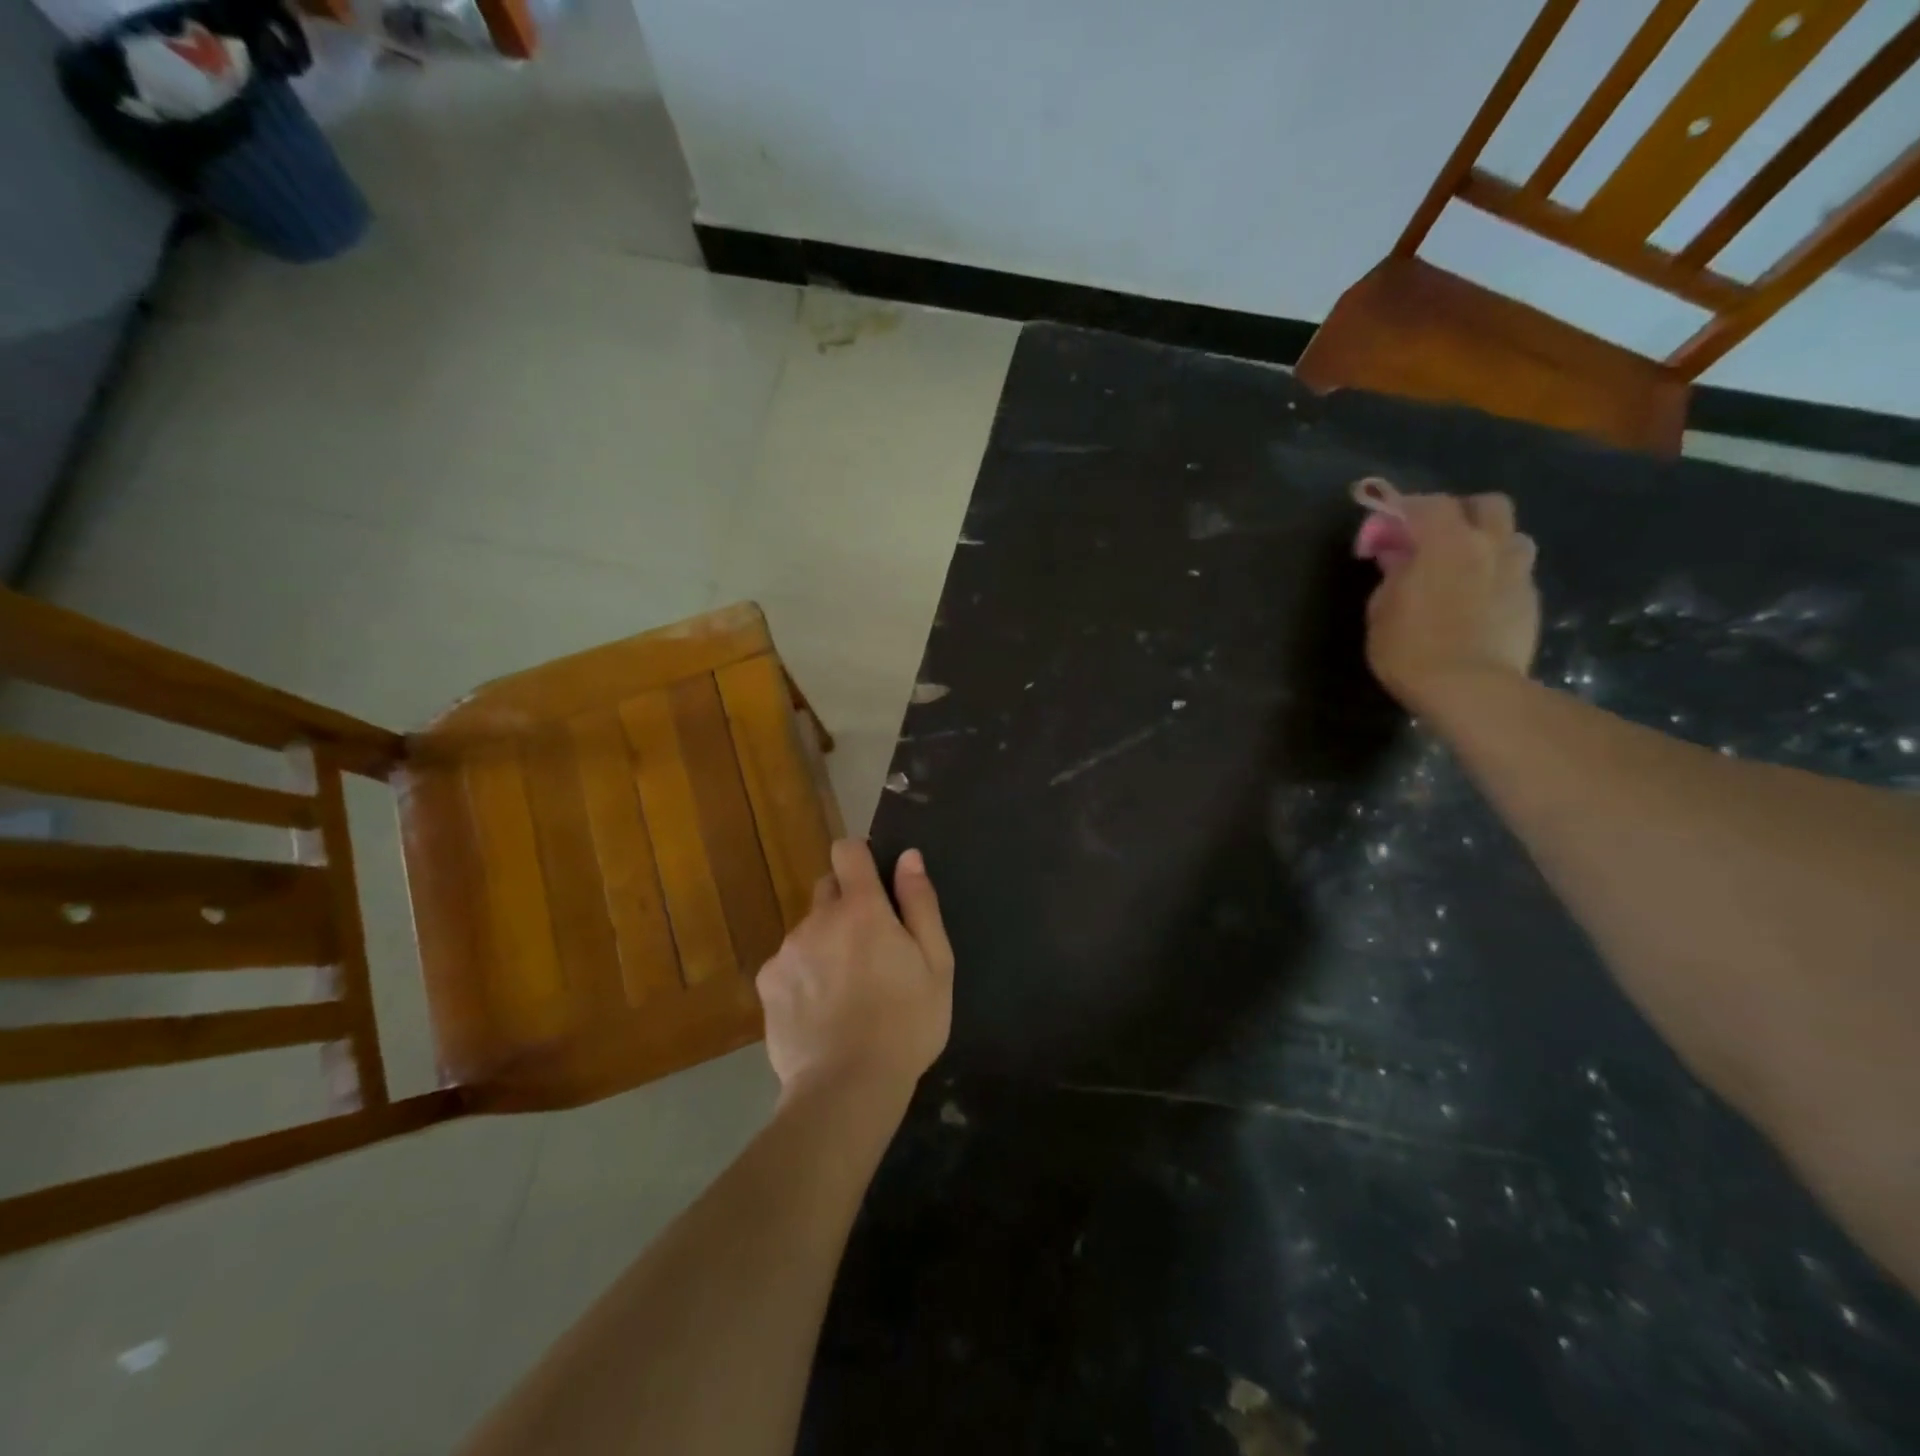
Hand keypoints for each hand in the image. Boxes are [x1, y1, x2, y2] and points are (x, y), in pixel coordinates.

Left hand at [756, 840, 953, 1106]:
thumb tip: (908, 857)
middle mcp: (818, 918)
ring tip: (846, 991)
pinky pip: (788, 963)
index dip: (860, 857)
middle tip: (869, 949)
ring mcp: (787, 950)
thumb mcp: (936, 963)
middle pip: (828, 889)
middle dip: (847, 905)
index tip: (875, 882)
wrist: (846, 1088)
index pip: (847, 851)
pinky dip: (803, 975)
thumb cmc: (906, 1024)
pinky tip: (820, 1011)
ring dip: (825, 943)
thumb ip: (920, 903)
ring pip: (809, 930)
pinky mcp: (767, 983)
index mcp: (862, 908)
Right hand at [1363, 492, 1539, 711]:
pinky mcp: (1531, 600)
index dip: (1403, 510)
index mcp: (1447, 542)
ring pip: (1510, 536)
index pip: (1427, 504)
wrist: (1469, 689)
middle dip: (1460, 513)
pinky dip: (1496, 575)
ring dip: (1487, 543)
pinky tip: (1478, 600)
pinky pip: (1516, 572)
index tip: (1383, 531)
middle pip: (1486, 504)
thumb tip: (1401, 562)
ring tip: (1464, 568)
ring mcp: (1517, 571)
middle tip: (1434, 539)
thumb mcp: (1381, 611)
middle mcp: (1489, 545)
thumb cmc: (1411, 648)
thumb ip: (1393, 577)